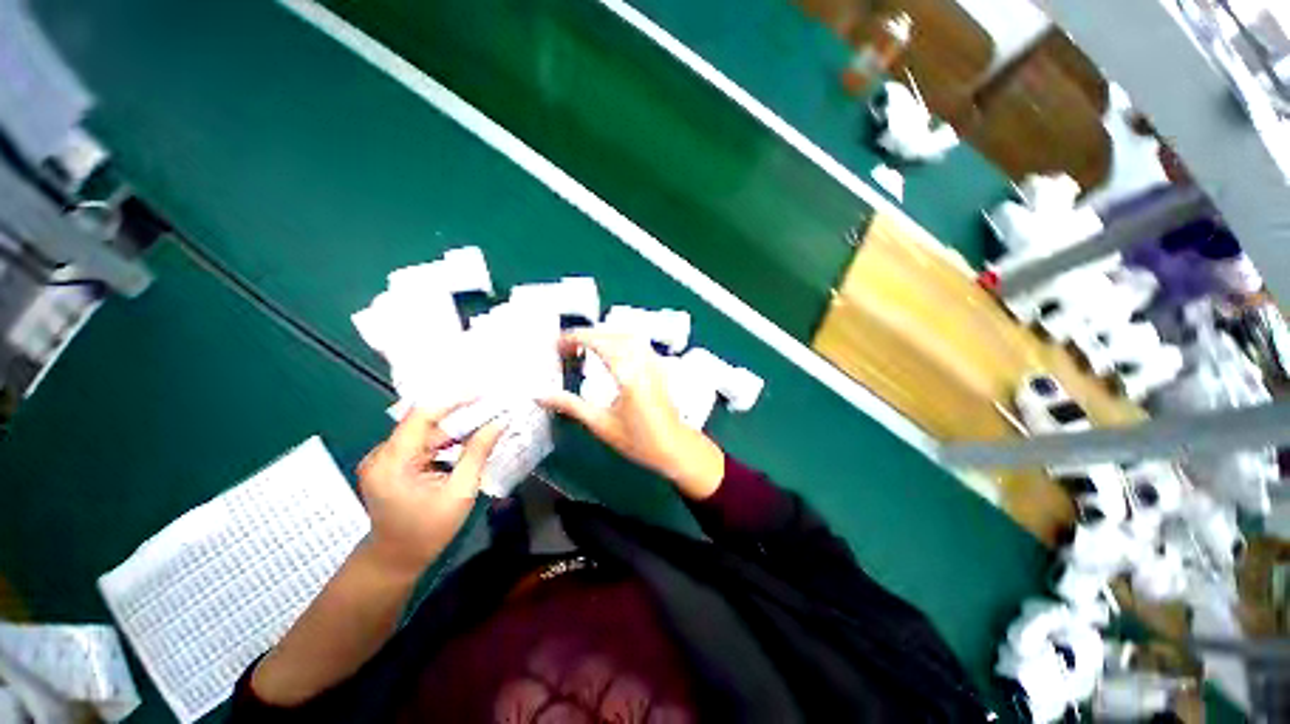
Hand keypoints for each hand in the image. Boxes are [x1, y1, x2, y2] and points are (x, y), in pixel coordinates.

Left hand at [356, 405, 502, 576]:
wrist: (395, 559)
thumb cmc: (428, 531)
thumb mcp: (460, 492)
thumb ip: (477, 454)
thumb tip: (498, 423)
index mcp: (393, 462)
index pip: (421, 416)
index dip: (453, 399)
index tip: (483, 392)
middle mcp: (382, 454)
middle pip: (425, 423)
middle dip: (460, 415)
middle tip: (492, 406)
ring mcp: (384, 458)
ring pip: (425, 432)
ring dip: (455, 429)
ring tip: (486, 420)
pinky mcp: (390, 463)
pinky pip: (421, 443)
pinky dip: (445, 441)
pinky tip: (467, 440)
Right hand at [541, 329, 724, 499]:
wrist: (674, 447)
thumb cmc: (639, 441)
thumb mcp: (601, 424)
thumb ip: (570, 406)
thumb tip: (541, 395)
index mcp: (628, 374)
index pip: (599, 342)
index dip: (576, 338)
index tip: (557, 343)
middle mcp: (643, 362)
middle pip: (612, 333)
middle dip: (587, 334)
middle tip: (566, 347)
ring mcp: (654, 362)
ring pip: (627, 334)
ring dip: (604, 335)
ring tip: (584, 347)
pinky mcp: (659, 366)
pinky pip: (638, 342)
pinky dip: (619, 339)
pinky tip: (610, 352)